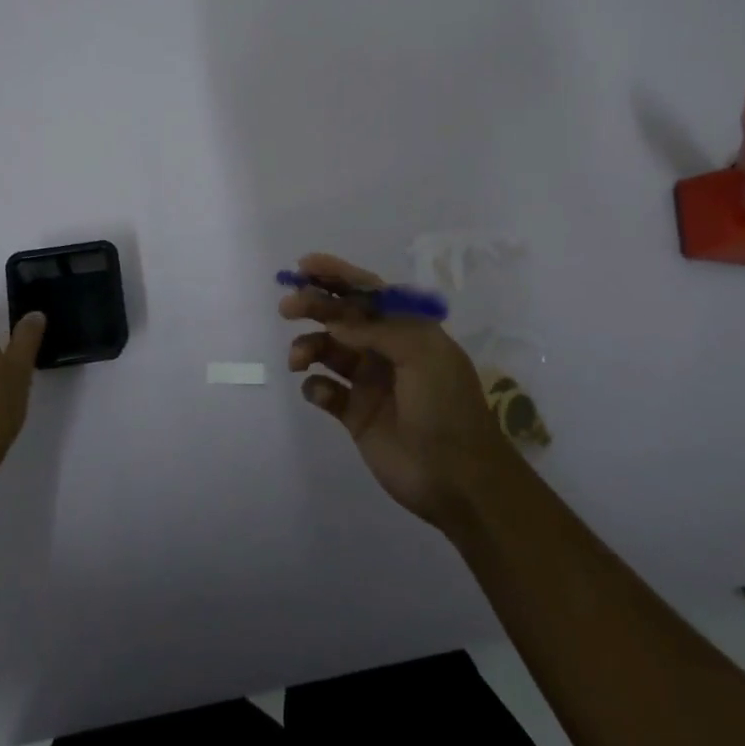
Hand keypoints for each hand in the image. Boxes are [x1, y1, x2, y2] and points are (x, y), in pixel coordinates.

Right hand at [282, 252, 518, 531]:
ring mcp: (370, 382)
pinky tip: (321, 393)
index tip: (304, 266)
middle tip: (287, 307)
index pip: (369, 292)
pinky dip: (316, 387)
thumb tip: (336, 322)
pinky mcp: (355, 415)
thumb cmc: (445, 407)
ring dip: (309, 346)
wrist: (458, 479)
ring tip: (298, 359)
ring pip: (328, 351)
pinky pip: (325, 391)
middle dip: (314, 306)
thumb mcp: (423, 354)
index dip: (338, 275)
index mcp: (408, 329)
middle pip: (342, 317)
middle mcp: (386, 350)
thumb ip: (378, 330)